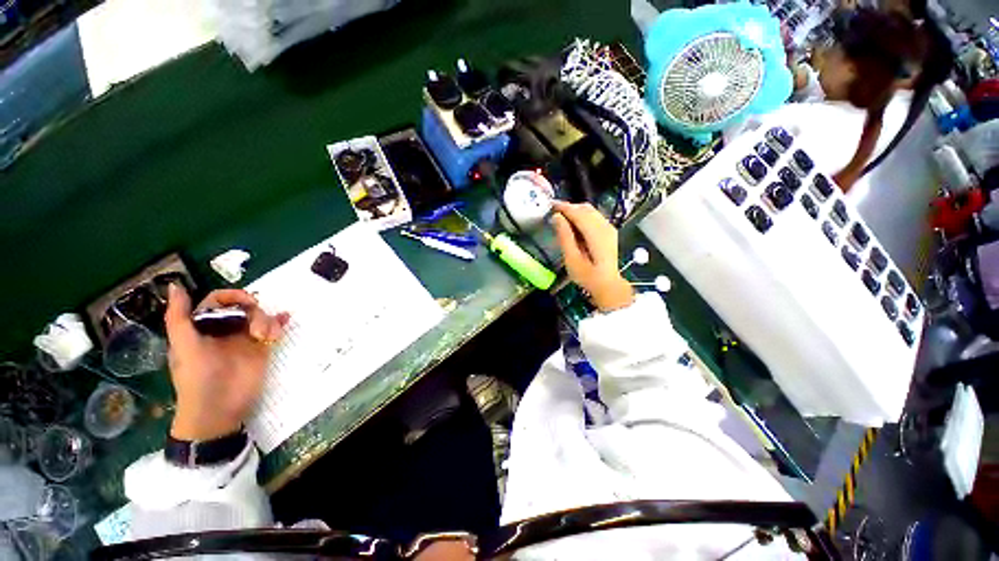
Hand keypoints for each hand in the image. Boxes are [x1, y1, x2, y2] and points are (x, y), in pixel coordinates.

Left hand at [164, 285, 288, 440]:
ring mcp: (244, 339)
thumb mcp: (184, 347)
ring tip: (268, 336)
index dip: (232, 297)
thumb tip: (175, 284)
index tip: (247, 302)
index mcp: (202, 327)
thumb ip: (179, 317)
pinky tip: (285, 320)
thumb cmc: (198, 378)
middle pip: (242, 307)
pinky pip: (272, 329)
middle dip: (254, 310)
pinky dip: (279, 322)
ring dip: (267, 320)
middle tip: (257, 326)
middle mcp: (223, 330)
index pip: (217, 301)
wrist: (220, 408)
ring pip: (259, 317)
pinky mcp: (261, 348)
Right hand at [551, 201, 633, 311]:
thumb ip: (564, 236)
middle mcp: (605, 227)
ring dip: (576, 211)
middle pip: (586, 209)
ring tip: (562, 217)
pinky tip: (574, 224)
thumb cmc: (587, 276)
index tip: (550, 204)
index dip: (564, 207)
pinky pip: (594, 217)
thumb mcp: (571, 259)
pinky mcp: (609, 232)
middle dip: (569, 207)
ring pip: (591, 211)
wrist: (607, 285)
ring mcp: (609, 228)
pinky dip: (583, 216)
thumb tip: (557, 217)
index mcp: (596, 234)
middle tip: (554, 212)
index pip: (579, 213)